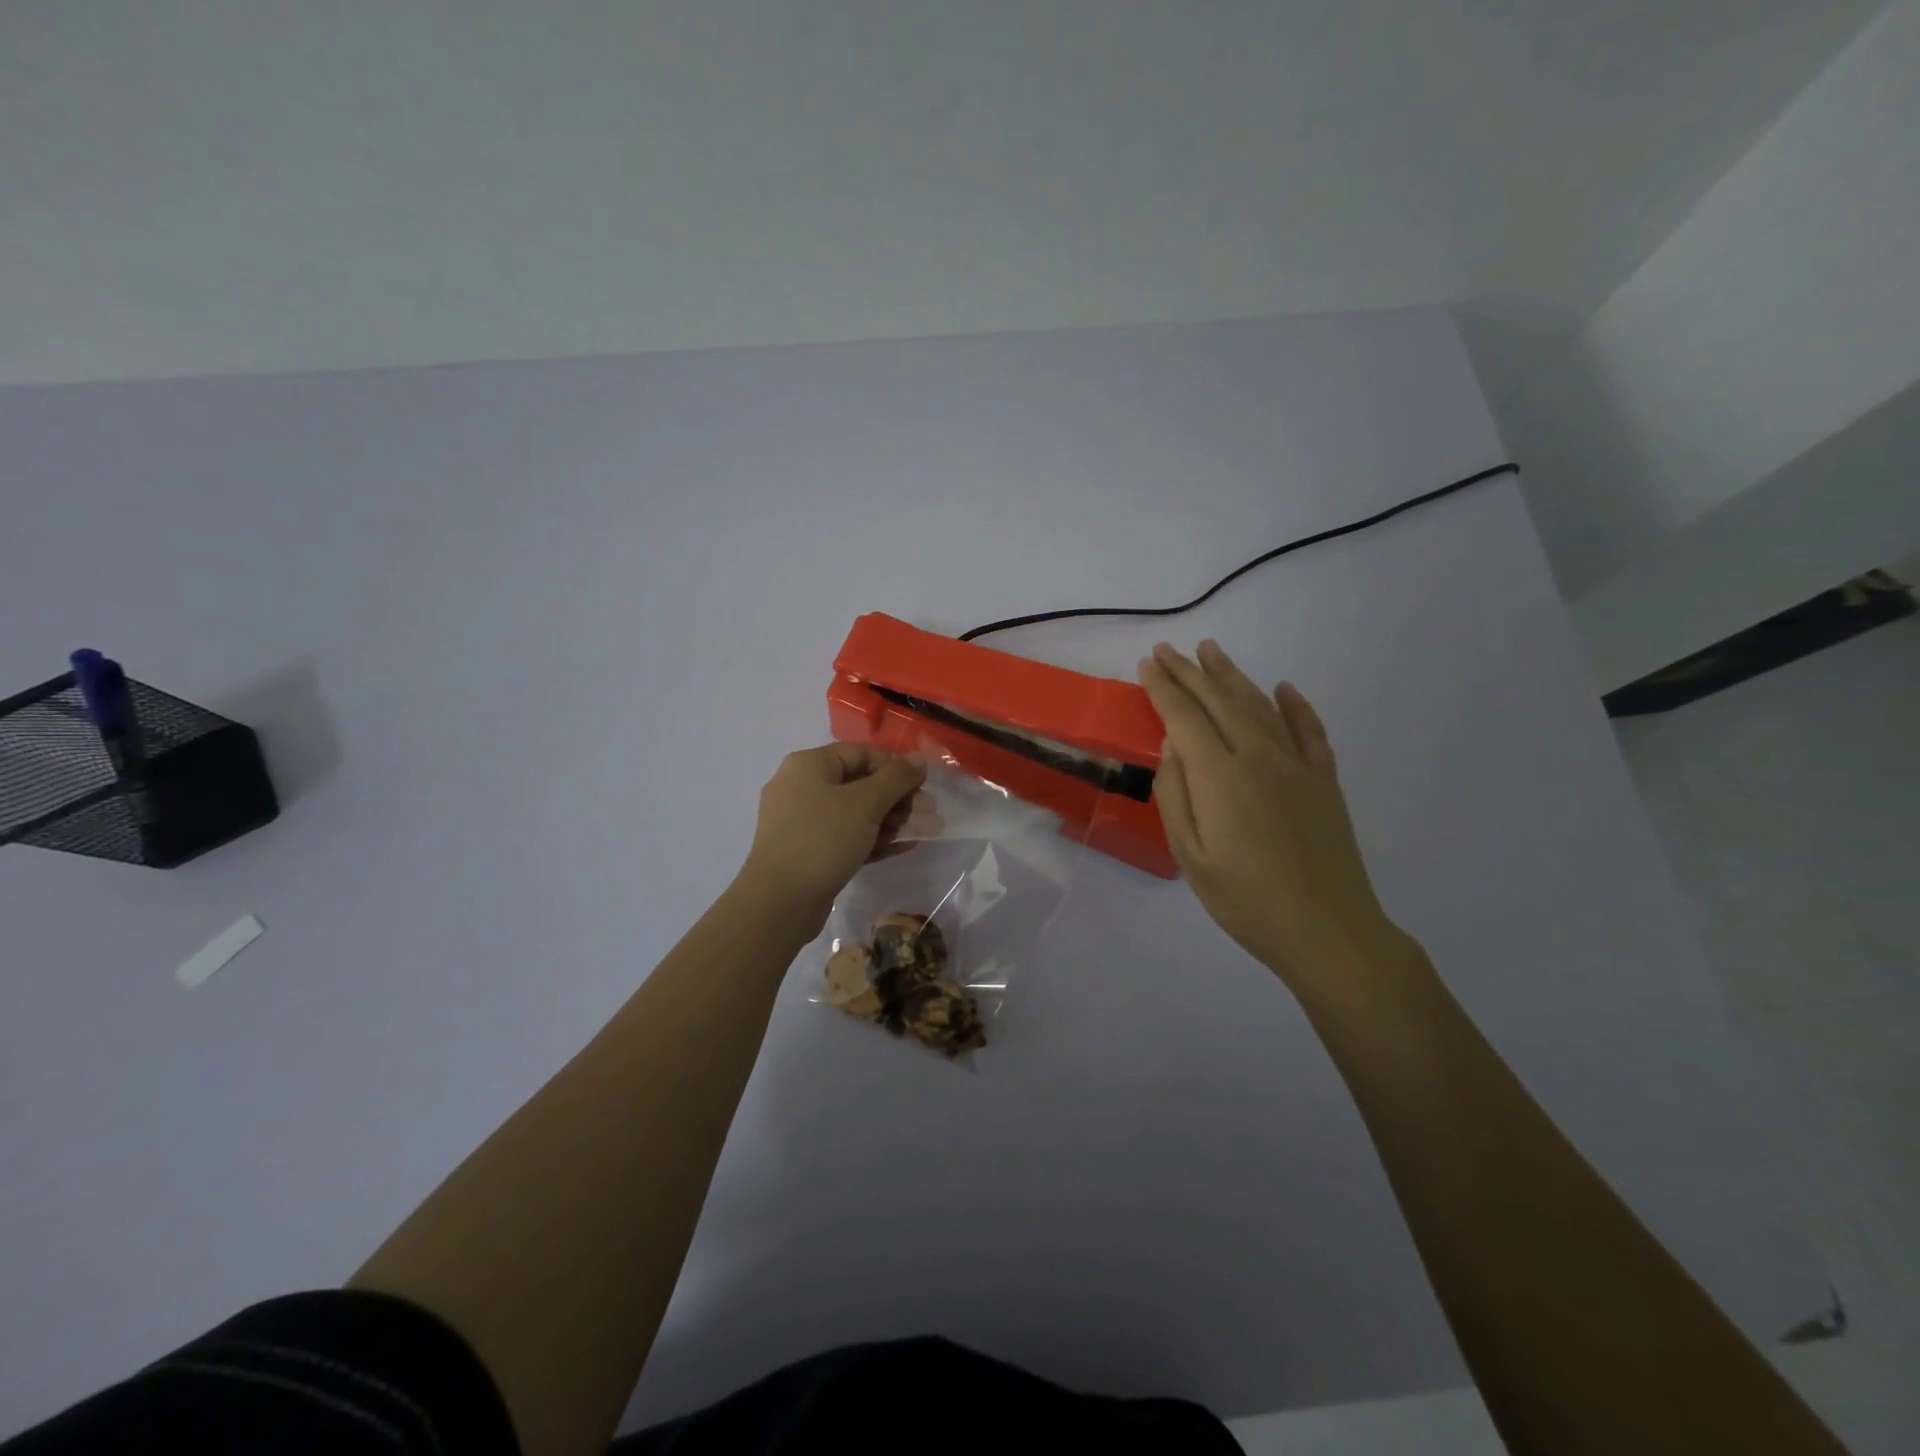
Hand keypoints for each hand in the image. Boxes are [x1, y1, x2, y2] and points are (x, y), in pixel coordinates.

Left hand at [738, 743, 926, 932]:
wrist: (780, 902)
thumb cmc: (823, 839)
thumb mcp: (866, 803)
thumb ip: (897, 778)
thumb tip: (920, 759)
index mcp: (808, 765)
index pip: (860, 753)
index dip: (895, 766)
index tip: (922, 786)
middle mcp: (800, 787)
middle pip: (858, 782)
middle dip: (896, 797)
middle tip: (926, 813)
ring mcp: (801, 821)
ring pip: (853, 812)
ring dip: (888, 820)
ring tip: (917, 832)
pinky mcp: (806, 851)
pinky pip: (845, 836)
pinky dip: (871, 839)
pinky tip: (901, 848)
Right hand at [1138, 640, 1407, 989]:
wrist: (1327, 930)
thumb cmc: (1245, 900)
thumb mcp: (1190, 856)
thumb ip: (1176, 795)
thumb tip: (1171, 746)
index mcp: (1219, 775)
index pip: (1184, 716)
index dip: (1163, 687)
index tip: (1148, 663)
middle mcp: (1258, 756)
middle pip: (1219, 700)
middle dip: (1190, 671)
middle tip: (1168, 648)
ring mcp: (1297, 764)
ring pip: (1260, 705)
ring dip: (1232, 675)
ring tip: (1212, 650)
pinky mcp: (1325, 780)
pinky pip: (1309, 730)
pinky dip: (1295, 705)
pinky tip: (1284, 688)